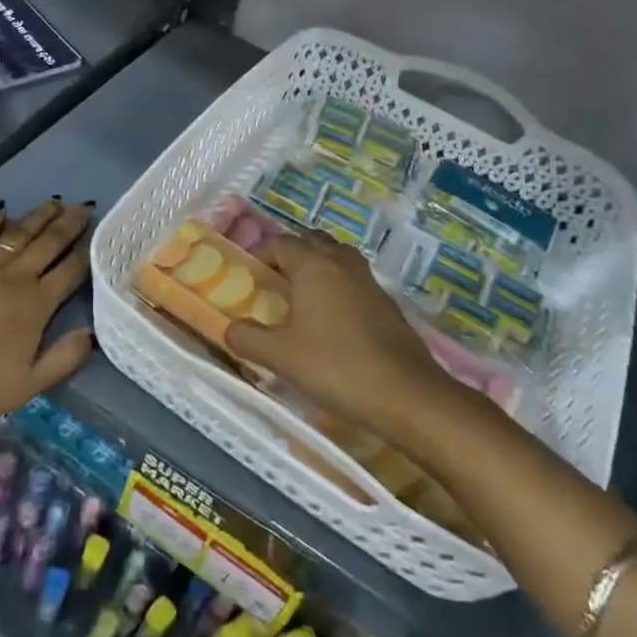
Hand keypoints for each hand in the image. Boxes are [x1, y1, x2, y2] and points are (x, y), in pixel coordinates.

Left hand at [0, 199, 95, 432]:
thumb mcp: (28, 386)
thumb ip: (63, 358)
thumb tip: (91, 333)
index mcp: (36, 306)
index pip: (69, 272)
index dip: (85, 253)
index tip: (97, 234)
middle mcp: (14, 280)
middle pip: (47, 245)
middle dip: (67, 225)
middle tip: (82, 206)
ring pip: (16, 236)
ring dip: (36, 218)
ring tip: (53, 202)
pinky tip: (1, 212)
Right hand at [231, 231, 472, 436]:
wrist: (407, 394)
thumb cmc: (336, 367)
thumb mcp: (281, 357)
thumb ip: (248, 338)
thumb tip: (229, 328)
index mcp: (313, 266)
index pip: (280, 243)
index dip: (260, 254)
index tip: (249, 276)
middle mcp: (341, 263)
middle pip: (312, 241)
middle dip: (291, 254)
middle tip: (274, 281)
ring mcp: (369, 281)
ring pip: (337, 257)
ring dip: (318, 267)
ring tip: (302, 297)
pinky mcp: (387, 303)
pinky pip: (354, 280)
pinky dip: (338, 287)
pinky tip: (332, 320)